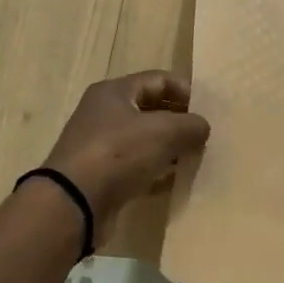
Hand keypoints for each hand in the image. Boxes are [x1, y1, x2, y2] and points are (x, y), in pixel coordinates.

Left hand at [40, 72, 210, 232]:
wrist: (74, 203)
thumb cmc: (119, 153)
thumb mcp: (165, 131)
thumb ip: (192, 124)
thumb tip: (202, 127)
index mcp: (115, 92)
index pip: (159, 80)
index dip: (186, 91)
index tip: (208, 110)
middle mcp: (105, 114)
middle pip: (152, 110)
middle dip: (180, 121)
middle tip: (204, 136)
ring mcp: (102, 147)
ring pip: (145, 141)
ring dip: (171, 148)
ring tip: (195, 158)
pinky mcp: (103, 176)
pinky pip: (138, 168)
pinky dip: (157, 172)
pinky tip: (176, 181)